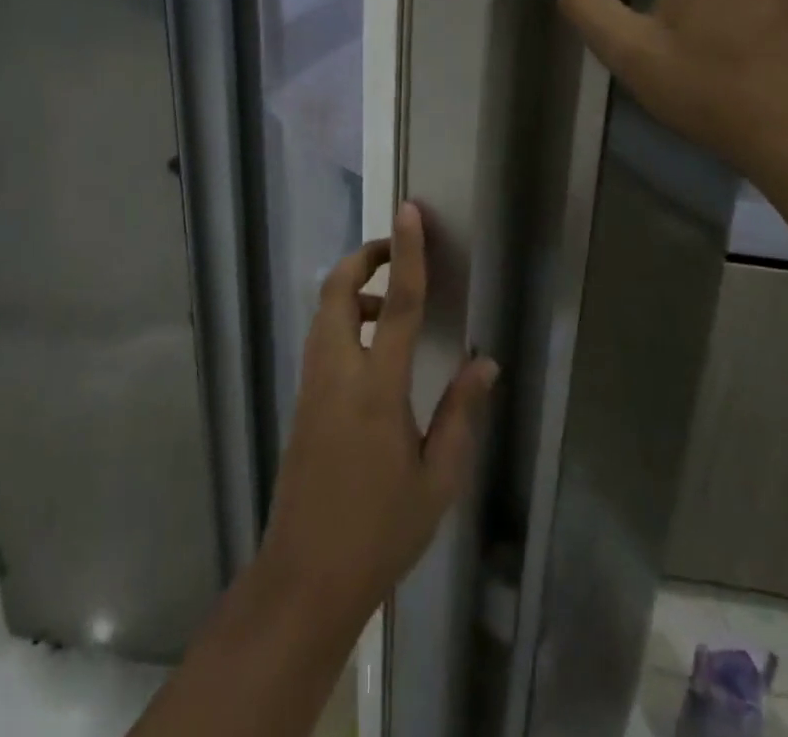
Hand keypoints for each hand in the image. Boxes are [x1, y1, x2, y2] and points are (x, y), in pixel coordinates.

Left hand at [257, 203, 498, 630]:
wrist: (306, 576)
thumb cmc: (380, 531)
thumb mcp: (437, 479)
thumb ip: (461, 412)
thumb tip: (485, 361)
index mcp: (376, 388)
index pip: (397, 303)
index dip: (406, 252)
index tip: (409, 212)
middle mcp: (336, 372)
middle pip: (338, 289)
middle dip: (364, 257)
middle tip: (397, 250)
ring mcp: (312, 383)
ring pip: (325, 310)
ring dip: (356, 290)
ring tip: (396, 308)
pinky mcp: (302, 399)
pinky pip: (322, 337)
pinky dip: (346, 319)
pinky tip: (377, 350)